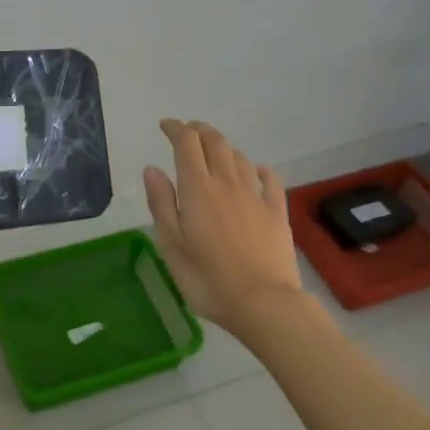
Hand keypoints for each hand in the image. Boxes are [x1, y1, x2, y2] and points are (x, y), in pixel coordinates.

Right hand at [143, 119, 304, 335]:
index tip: (165, 126)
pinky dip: (258, 168)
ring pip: (240, 156)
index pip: (186, 144)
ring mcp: (255, 196)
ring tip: (214, 152)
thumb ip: (161, 204)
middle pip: (215, 142)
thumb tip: (151, 169)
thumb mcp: (171, 246)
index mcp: (198, 189)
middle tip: (187, 132)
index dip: (175, 128)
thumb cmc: (208, 280)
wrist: (263, 303)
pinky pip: (269, 178)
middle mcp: (227, 183)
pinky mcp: (277, 211)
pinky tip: (255, 171)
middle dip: (199, 130)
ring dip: (224, 147)